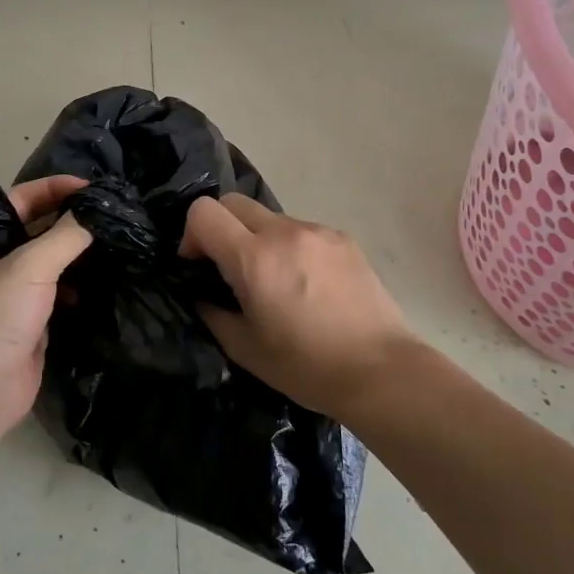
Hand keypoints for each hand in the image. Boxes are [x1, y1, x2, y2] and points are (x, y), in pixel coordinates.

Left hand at [0, 175, 91, 439]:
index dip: (55, 188)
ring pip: (51, 263)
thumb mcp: (30, 267)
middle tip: (112, 214)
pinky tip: (101, 284)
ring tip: (115, 243)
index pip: (21, 199)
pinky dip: (79, 286)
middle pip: (38, 229)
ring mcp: (13, 295)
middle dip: (71, 220)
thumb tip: (96, 212)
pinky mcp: (31, 323)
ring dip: (78, 254)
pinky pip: (58, 294)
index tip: (94, 189)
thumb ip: (65, 236)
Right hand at [181, 194, 417, 420]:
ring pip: (269, 217)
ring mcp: (318, 231)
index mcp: (255, 259)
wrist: (381, 370)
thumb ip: (212, 312)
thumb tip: (202, 294)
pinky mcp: (343, 239)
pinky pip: (301, 231)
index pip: (203, 212)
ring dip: (258, 239)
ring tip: (274, 282)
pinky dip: (290, 247)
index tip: (199, 266)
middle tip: (228, 269)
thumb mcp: (244, 349)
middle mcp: (285, 233)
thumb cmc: (306, 367)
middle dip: (220, 228)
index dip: (191, 235)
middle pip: (233, 202)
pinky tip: (306, 285)